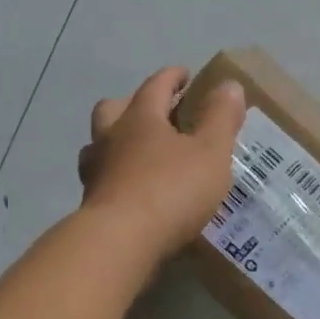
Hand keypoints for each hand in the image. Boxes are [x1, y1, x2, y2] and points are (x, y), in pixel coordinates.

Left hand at [77, 67, 246, 260]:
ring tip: (141, 154)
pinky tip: (133, 191)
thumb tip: (229, 85)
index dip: (172, 77)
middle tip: (156, 113)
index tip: (185, 75)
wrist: (118, 243)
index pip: (155, 85)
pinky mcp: (90, 204)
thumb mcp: (210, 152)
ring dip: (117, 142)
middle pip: (113, 108)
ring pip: (99, 144)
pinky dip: (116, 177)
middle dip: (133, 104)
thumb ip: (220, 118)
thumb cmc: (170, 189)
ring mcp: (95, 171)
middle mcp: (111, 137)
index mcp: (140, 117)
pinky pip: (102, 179)